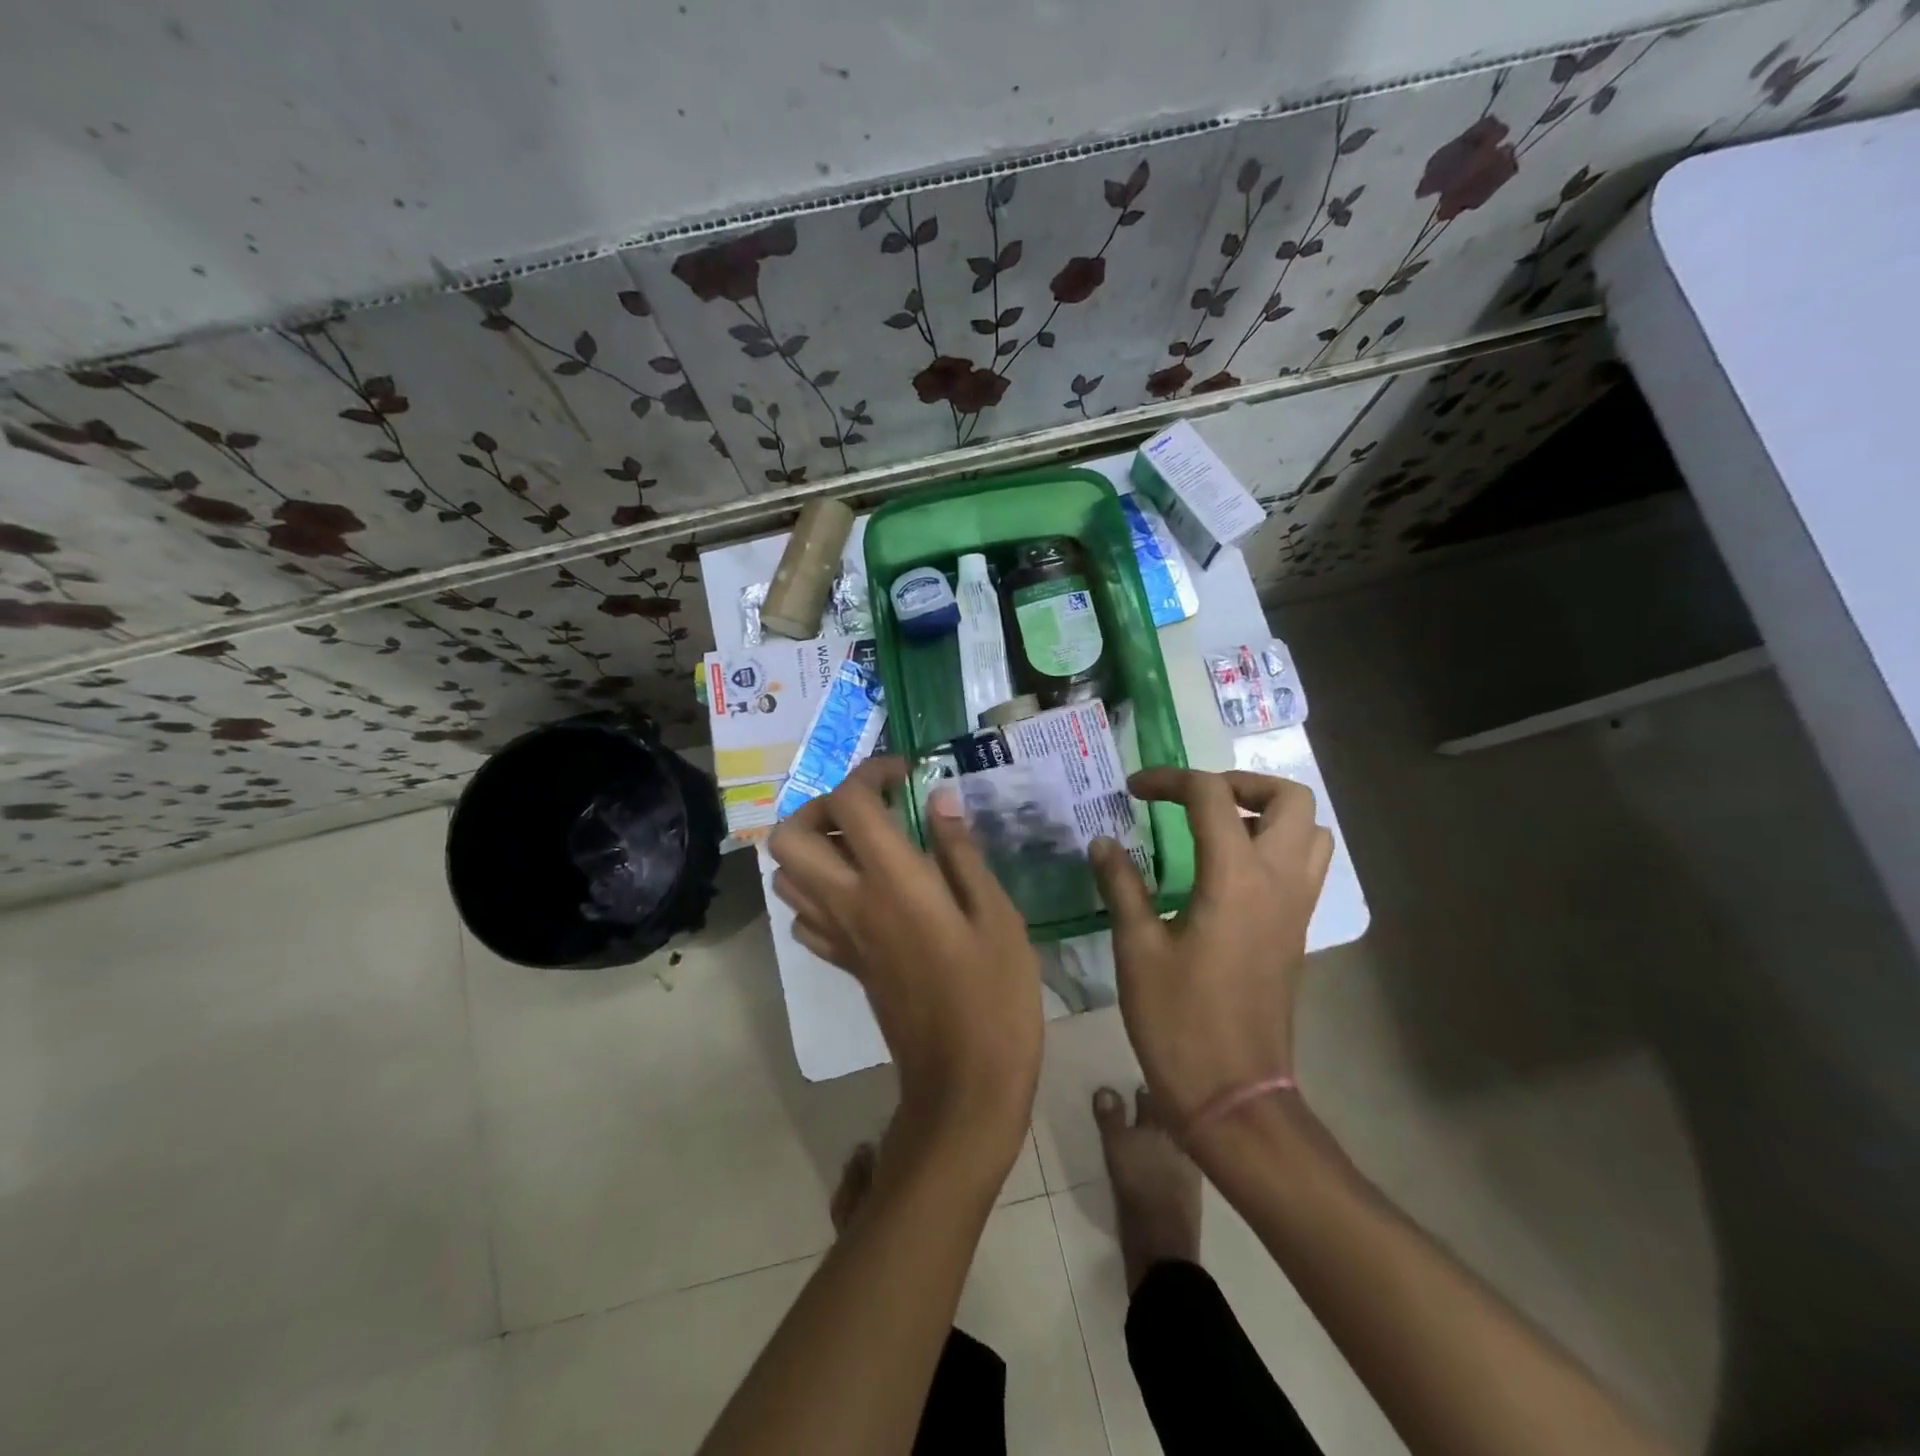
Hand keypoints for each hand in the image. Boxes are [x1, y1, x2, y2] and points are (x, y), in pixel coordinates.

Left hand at [768, 758, 1042, 1162]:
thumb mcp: (996, 914)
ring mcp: (839, 937)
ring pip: (787, 876)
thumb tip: (940, 800)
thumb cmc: (995, 996)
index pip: (849, 803)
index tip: (906, 774)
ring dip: (816, 847)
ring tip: (867, 847)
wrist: (965, 1084)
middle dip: (822, 806)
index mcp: (893, 882)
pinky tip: (863, 895)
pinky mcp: (843, 964)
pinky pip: (805, 918)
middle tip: (871, 810)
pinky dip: (820, 893)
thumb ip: (962, 852)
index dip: (871, 772)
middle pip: (790, 835)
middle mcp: (850, 902)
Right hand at [1091, 769, 1332, 1129]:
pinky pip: (1304, 867)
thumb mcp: (1137, 949)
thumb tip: (1104, 842)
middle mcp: (1279, 882)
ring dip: (1268, 815)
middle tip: (1195, 800)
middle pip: (1291, 799)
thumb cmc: (1179, 1022)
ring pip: (1310, 832)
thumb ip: (1122, 885)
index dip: (1170, 780)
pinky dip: (1274, 848)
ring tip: (1216, 829)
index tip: (1134, 790)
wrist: (1234, 1095)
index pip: (1211, 796)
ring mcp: (1297, 909)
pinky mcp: (1297, 933)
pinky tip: (1226, 872)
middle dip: (1241, 783)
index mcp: (1236, 879)